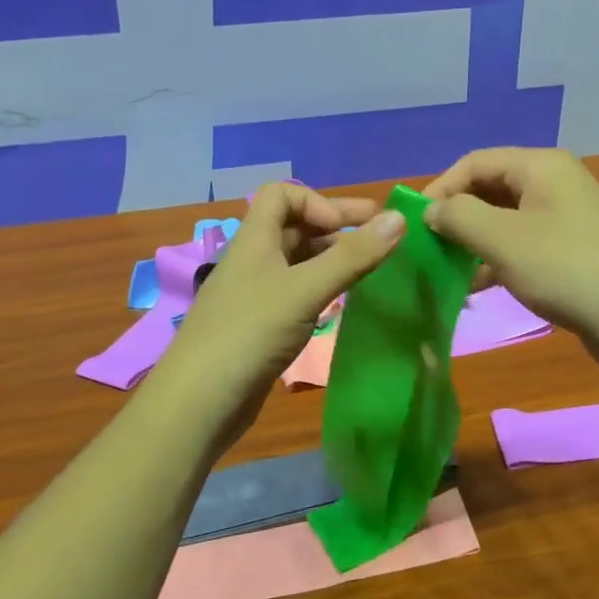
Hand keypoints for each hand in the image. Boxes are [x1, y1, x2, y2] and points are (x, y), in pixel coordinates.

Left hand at [149, 184, 404, 439]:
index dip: (317, 202)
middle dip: (338, 227)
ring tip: (370, 270)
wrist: (198, 404)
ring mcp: (255, 294)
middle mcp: (253, 260)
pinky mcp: (260, 326)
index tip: (348, 229)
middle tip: (384, 236)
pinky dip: (322, 288)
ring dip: (333, 258)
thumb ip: (353, 256)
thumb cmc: (250, 334)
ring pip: (298, 262)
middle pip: (295, 226)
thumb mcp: (305, 290)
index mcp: (254, 240)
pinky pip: (297, 292)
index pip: (282, 194)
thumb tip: (400, 218)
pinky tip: (342, 304)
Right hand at [423, 147, 598, 371]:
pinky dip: (498, 260)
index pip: (475, 162)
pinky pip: (524, 245)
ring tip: (447, 270)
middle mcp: (555, 183)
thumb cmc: (566, 269)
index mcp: (541, 166)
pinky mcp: (574, 251)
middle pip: (491, 189)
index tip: (415, 223)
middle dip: (457, 216)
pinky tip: (478, 287)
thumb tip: (433, 210)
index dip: (441, 188)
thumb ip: (459, 217)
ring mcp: (567, 218)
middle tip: (429, 247)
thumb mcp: (502, 240)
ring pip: (506, 220)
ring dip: (475, 242)